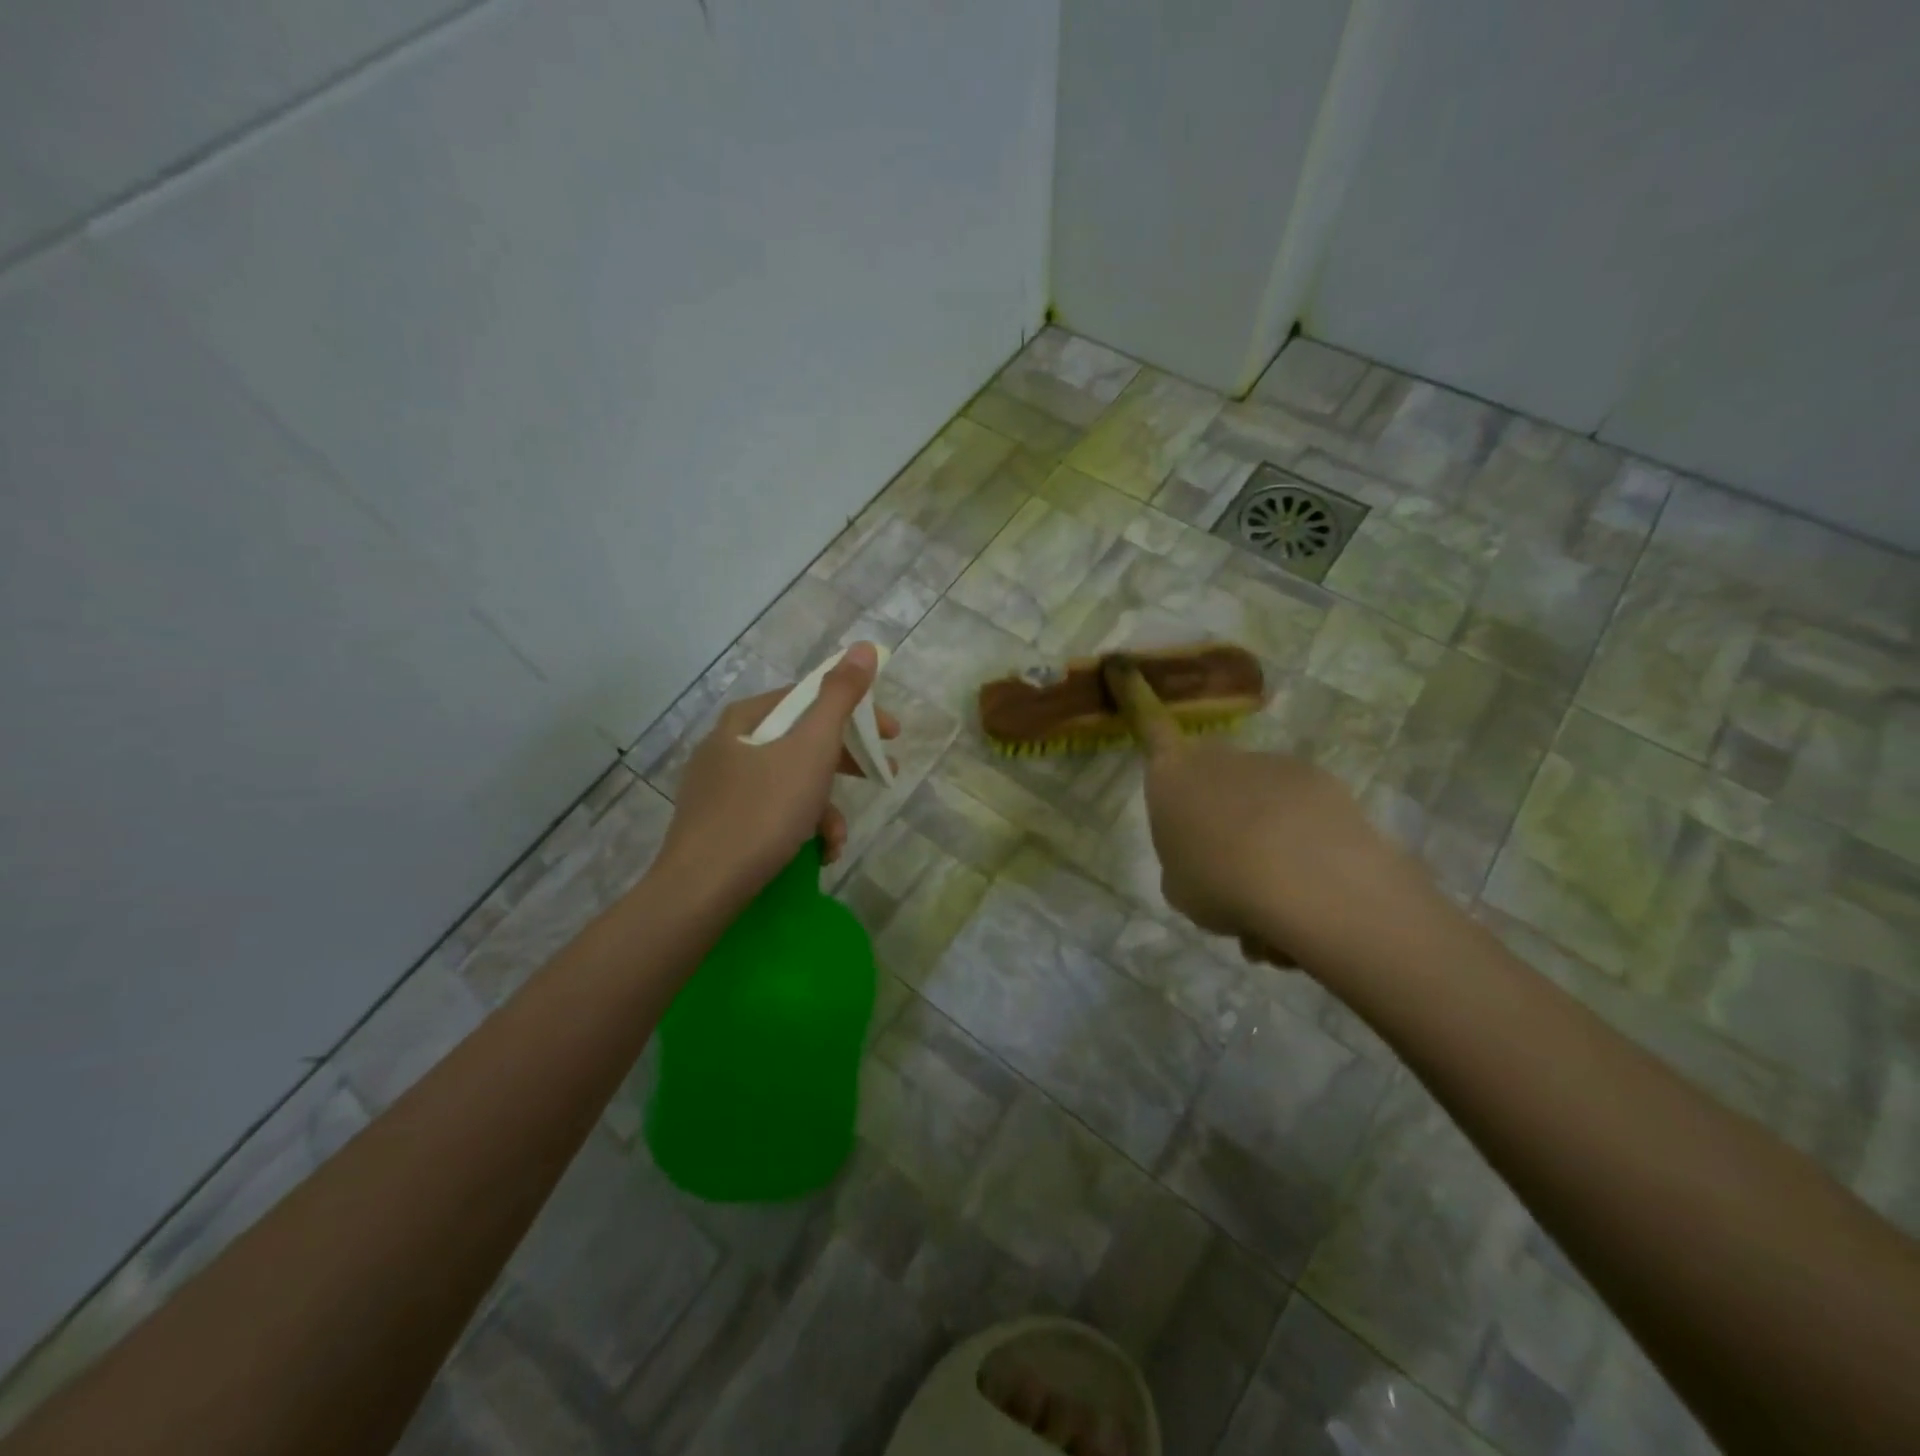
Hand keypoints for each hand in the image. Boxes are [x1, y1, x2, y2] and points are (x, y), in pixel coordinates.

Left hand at [656, 642, 899, 901]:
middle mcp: (728, 745)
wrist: (702, 889)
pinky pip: (771, 812)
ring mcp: (720, 787)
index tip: (891, 734)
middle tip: (883, 776)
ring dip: (825, 807)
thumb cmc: (763, 811)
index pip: (810, 698)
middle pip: (802, 741)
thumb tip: (865, 647)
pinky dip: (800, 827)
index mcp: (746, 719)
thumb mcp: (811, 748)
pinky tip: (816, 853)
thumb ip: (841, 697)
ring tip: (837, 840)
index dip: (857, 711)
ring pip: (790, 782)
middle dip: (846, 763)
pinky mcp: (719, 825)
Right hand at [1135, 718, 1435, 971]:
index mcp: (1171, 776)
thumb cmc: (1218, 882)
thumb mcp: (1179, 884)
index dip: (1134, 696)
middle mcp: (1218, 757)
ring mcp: (1271, 763)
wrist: (1306, 880)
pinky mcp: (1319, 779)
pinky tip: (1309, 873)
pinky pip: (1299, 806)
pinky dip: (1300, 833)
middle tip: (1225, 855)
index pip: (1149, 727)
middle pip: (1208, 770)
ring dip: (1260, 826)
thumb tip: (1207, 852)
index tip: (1124, 665)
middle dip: (1214, 803)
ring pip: (1257, 793)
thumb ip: (1184, 858)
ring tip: (1273, 883)